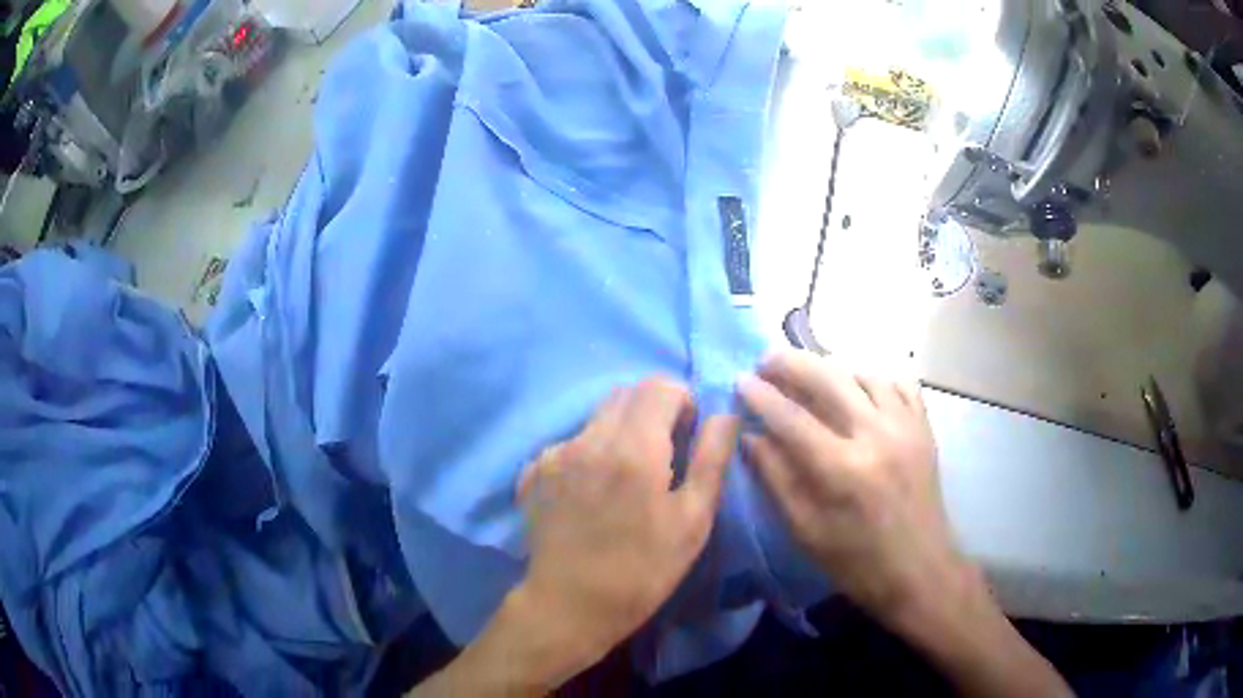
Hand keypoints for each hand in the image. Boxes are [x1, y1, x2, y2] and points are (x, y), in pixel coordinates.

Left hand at [515, 377, 738, 671]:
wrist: (569, 605)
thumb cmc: (643, 570)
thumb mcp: (692, 521)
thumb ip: (711, 459)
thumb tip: (724, 415)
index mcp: (634, 448)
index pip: (659, 386)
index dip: (681, 402)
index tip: (686, 436)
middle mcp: (588, 439)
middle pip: (625, 394)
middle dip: (651, 411)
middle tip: (662, 455)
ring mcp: (554, 454)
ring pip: (595, 417)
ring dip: (619, 430)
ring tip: (625, 479)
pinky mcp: (533, 472)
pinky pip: (569, 443)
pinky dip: (588, 452)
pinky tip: (591, 494)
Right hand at [738, 349, 959, 622]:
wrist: (920, 571)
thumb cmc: (857, 562)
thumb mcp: (806, 532)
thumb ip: (777, 480)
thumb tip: (751, 437)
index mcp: (843, 469)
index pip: (792, 418)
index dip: (762, 396)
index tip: (740, 380)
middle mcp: (877, 435)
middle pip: (829, 378)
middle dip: (792, 362)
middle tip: (767, 360)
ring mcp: (906, 426)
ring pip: (864, 373)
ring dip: (832, 369)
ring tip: (810, 377)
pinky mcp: (924, 427)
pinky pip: (899, 383)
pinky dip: (874, 378)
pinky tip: (859, 388)